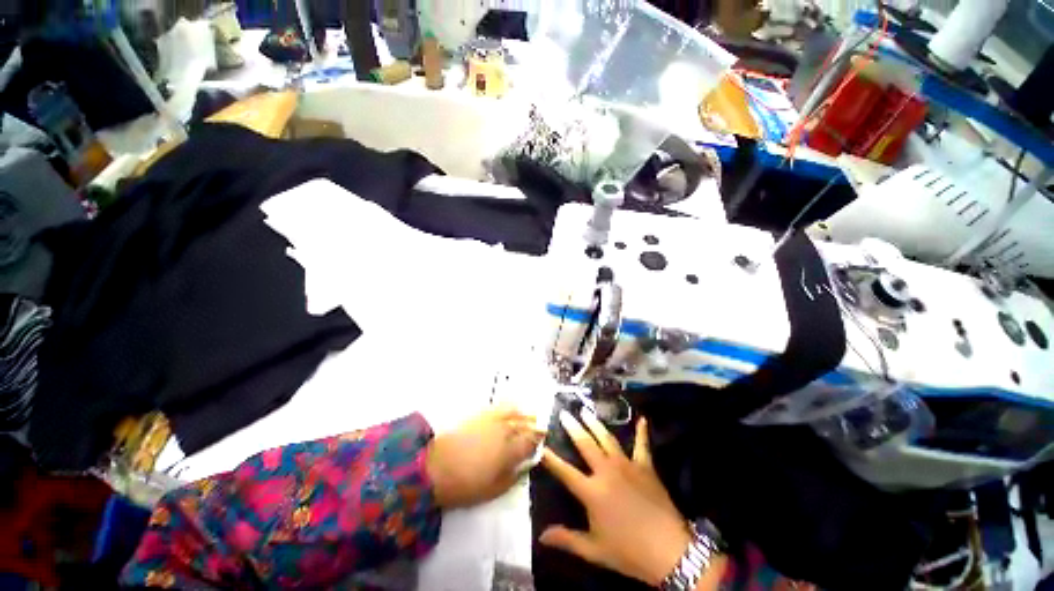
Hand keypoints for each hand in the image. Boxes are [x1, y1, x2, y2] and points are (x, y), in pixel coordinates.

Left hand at [426, 404, 543, 508]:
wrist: (433, 467)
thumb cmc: (464, 485)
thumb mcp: (492, 490)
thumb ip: (512, 477)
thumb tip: (525, 467)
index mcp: (510, 451)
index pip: (531, 442)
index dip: (538, 440)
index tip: (543, 439)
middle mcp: (505, 431)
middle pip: (525, 425)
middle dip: (534, 426)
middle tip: (540, 427)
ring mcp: (492, 419)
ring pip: (515, 412)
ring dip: (525, 413)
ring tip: (530, 414)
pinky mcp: (480, 413)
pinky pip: (500, 405)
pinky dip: (510, 405)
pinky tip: (513, 406)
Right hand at [539, 410, 693, 586]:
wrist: (669, 551)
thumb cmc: (628, 552)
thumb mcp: (594, 551)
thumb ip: (567, 540)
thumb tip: (541, 536)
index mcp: (592, 491)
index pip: (565, 471)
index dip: (550, 458)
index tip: (540, 443)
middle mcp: (606, 471)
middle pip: (585, 444)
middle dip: (573, 427)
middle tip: (564, 413)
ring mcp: (627, 465)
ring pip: (607, 439)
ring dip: (595, 424)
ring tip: (586, 411)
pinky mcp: (645, 466)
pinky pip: (642, 445)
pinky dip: (642, 432)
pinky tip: (643, 419)